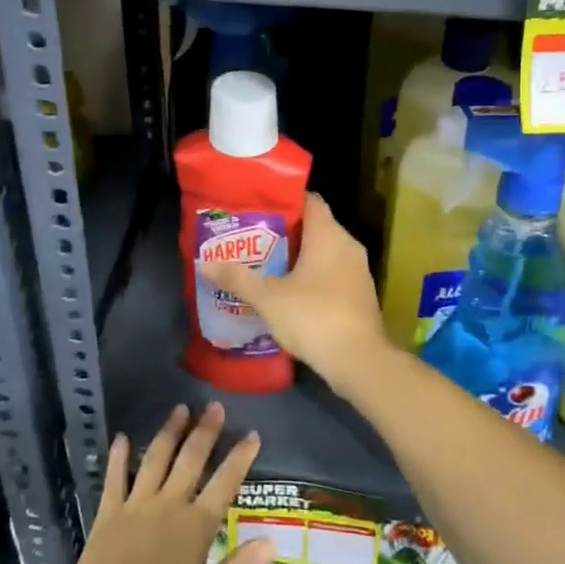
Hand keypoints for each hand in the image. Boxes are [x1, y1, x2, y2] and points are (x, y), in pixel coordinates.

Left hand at [57, 403, 274, 563]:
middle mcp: (169, 505)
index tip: (252, 434)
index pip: (225, 483)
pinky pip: (115, 477)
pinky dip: (119, 456)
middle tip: (214, 406)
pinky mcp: (109, 512)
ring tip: (180, 409)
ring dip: (169, 432)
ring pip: (156, 457)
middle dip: (205, 431)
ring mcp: (136, 504)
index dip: (240, 457)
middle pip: (191, 459)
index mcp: (197, 526)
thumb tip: (272, 541)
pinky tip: (121, 437)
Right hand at [202, 194, 395, 398]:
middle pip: (314, 227)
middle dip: (284, 233)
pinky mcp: (360, 296)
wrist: (359, 362)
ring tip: (264, 266)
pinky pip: (332, 275)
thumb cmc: (313, 316)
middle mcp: (347, 246)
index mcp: (328, 235)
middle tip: (252, 240)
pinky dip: (311, 278)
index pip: (309, 201)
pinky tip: (287, 293)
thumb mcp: (268, 297)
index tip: (258, 209)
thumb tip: (204, 263)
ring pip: (323, 254)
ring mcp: (358, 272)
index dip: (284, 201)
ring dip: (297, 259)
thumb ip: (237, 278)